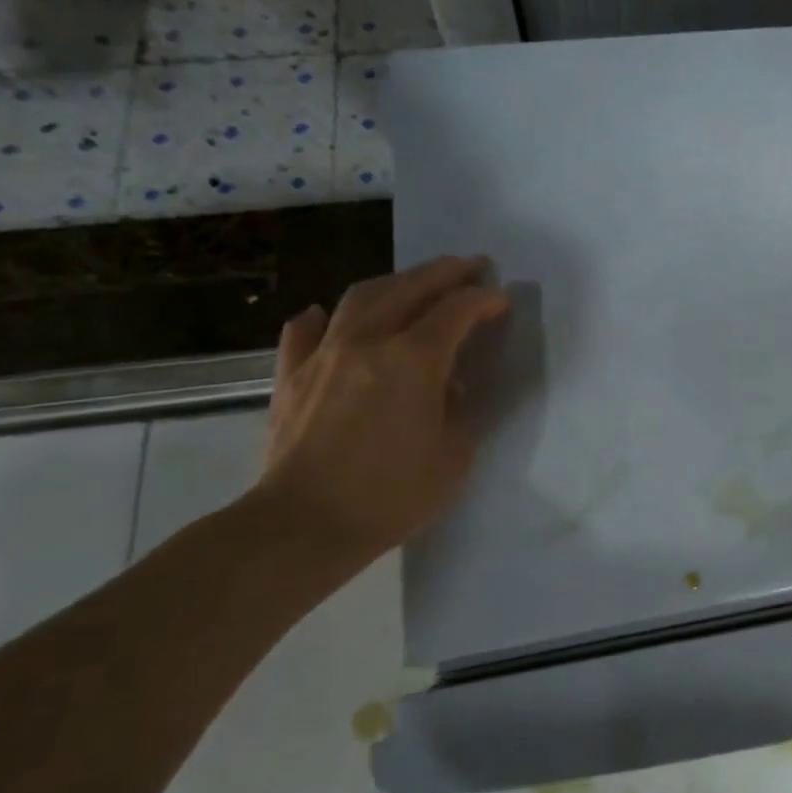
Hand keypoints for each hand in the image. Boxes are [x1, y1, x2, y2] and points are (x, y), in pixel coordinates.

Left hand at [254, 256, 509, 565]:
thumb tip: (450, 384)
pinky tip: (327, 315)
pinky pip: (304, 331)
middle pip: (410, 288)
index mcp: (413, 360)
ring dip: (395, 282)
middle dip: (446, 272)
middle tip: (471, 266)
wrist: (303, 526)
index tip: (502, 298)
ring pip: (360, 297)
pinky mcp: (290, 376)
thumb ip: (459, 408)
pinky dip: (323, 317)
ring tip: (414, 282)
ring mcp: (323, 355)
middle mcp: (367, 342)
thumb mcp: (453, 455)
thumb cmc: (390, 495)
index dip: (484, 300)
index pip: (457, 311)